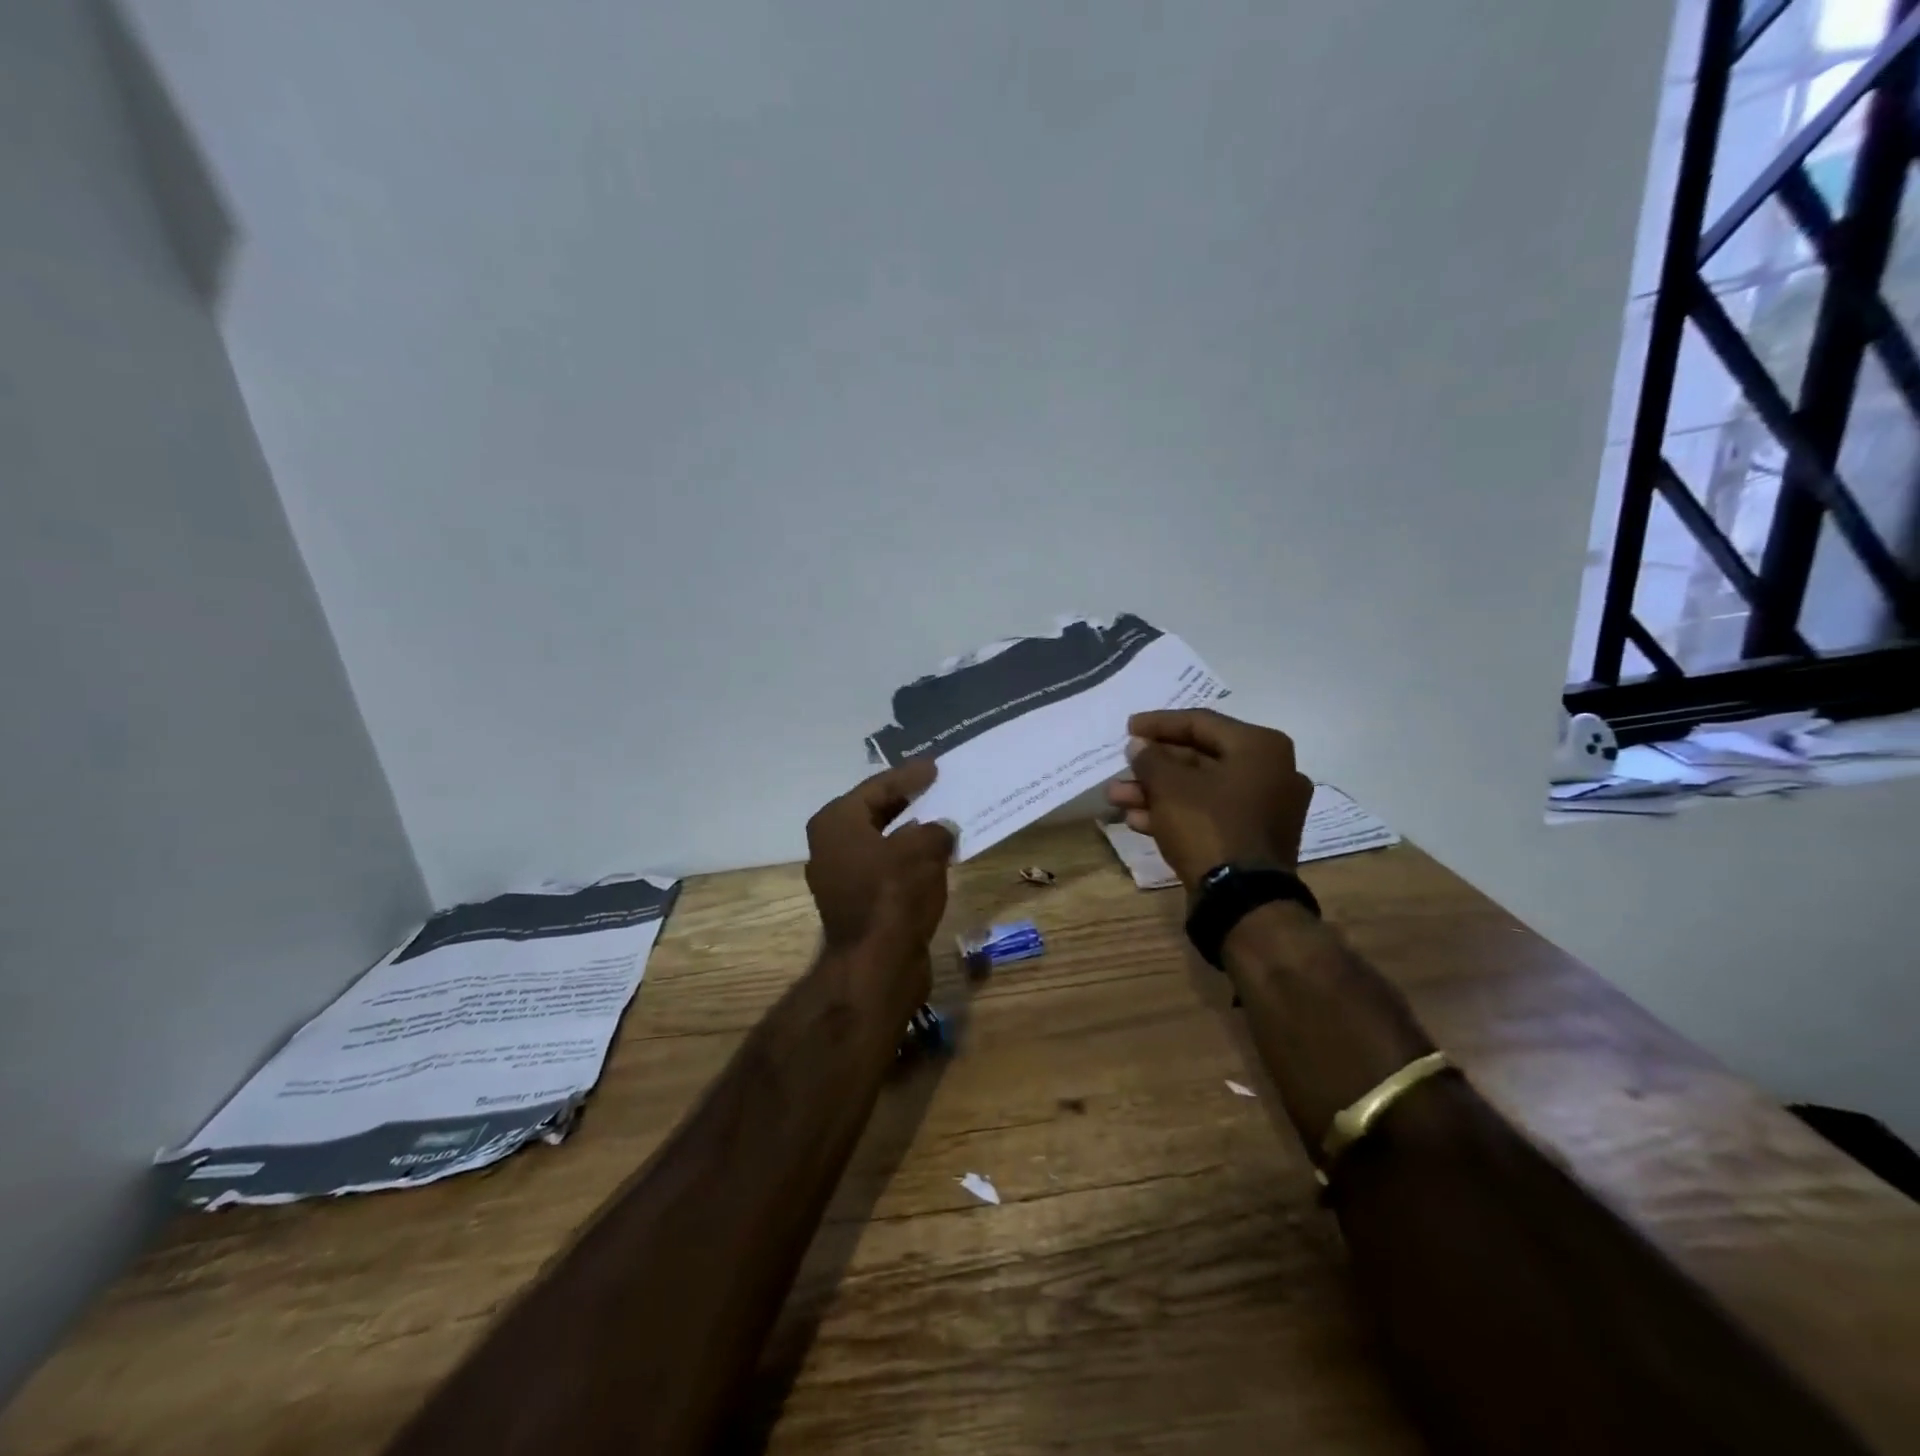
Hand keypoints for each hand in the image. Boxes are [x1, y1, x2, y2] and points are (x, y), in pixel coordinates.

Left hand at [805, 760, 956, 955]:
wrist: (877, 965)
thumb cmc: (893, 894)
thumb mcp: (923, 848)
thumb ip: (936, 829)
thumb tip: (942, 829)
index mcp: (836, 822)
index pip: (877, 786)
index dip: (908, 775)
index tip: (934, 766)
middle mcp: (831, 846)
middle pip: (875, 812)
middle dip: (908, 801)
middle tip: (938, 787)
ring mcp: (841, 878)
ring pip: (882, 842)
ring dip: (911, 832)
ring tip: (943, 818)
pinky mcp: (858, 904)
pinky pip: (887, 869)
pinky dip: (909, 859)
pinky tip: (936, 855)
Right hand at [1105, 708, 1312, 890]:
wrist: (1242, 899)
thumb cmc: (1208, 826)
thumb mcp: (1170, 786)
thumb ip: (1150, 759)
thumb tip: (1139, 746)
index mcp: (1260, 748)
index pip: (1201, 722)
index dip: (1159, 724)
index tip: (1128, 728)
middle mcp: (1271, 772)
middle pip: (1200, 758)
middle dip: (1153, 766)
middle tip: (1121, 768)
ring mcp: (1265, 809)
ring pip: (1201, 790)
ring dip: (1157, 792)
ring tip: (1116, 797)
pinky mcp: (1253, 839)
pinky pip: (1210, 815)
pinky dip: (1176, 813)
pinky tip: (1137, 821)